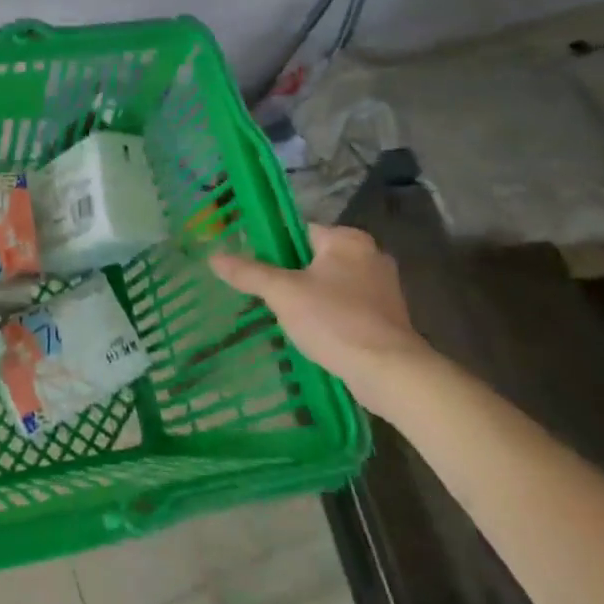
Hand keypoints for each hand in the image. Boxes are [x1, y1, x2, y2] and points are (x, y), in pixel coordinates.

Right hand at [210, 223, 431, 415]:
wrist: (390, 372)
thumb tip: (213, 257)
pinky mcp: (389, 317)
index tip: (255, 268)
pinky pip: (348, 307)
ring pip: (332, 284)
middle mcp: (370, 255)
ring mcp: (383, 288)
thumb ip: (248, 273)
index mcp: (348, 240)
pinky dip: (330, 316)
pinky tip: (314, 334)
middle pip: (315, 258)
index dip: (274, 248)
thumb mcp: (283, 293)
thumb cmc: (335, 320)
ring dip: (311, 298)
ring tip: (285, 317)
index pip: (299, 231)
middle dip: (292, 276)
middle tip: (267, 295)